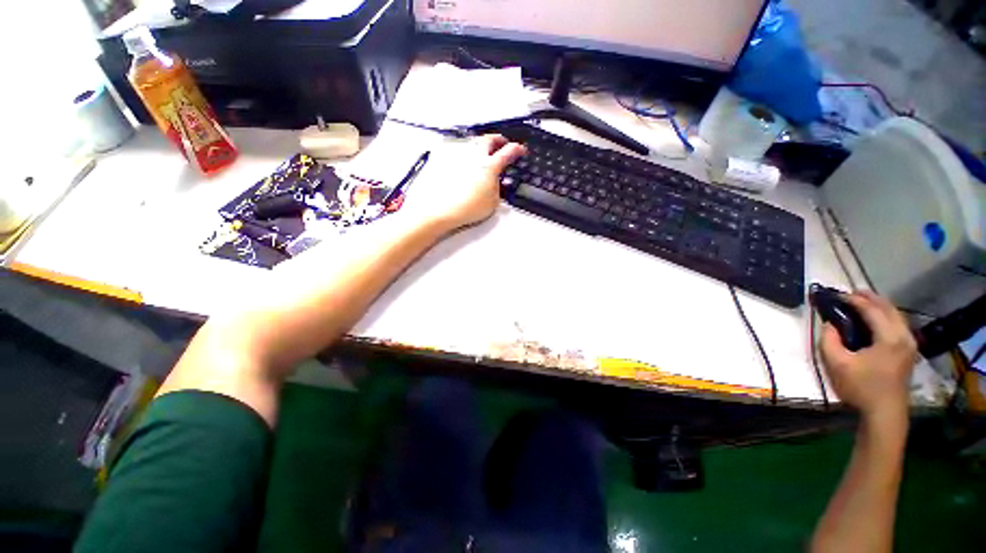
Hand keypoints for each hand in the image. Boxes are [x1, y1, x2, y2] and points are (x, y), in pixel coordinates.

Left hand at [400, 135, 525, 231]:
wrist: (442, 210)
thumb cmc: (467, 208)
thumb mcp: (493, 202)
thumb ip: (497, 188)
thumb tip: (496, 182)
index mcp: (489, 166)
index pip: (508, 152)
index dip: (517, 149)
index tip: (521, 150)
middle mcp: (474, 157)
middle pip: (489, 139)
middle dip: (498, 139)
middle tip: (502, 143)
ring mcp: (459, 156)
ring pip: (473, 142)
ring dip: (481, 144)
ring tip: (484, 151)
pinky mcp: (446, 160)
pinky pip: (460, 151)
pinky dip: (467, 153)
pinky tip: (466, 161)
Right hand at [820, 291, 917, 421]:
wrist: (884, 413)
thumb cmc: (860, 387)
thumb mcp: (836, 363)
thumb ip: (829, 339)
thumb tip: (830, 324)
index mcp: (889, 338)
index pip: (872, 310)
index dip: (853, 300)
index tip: (835, 295)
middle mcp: (904, 336)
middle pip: (888, 308)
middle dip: (869, 298)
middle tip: (849, 293)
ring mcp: (909, 344)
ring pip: (895, 315)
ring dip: (878, 306)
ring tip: (860, 302)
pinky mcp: (908, 351)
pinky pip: (897, 324)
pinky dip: (884, 316)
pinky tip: (873, 319)